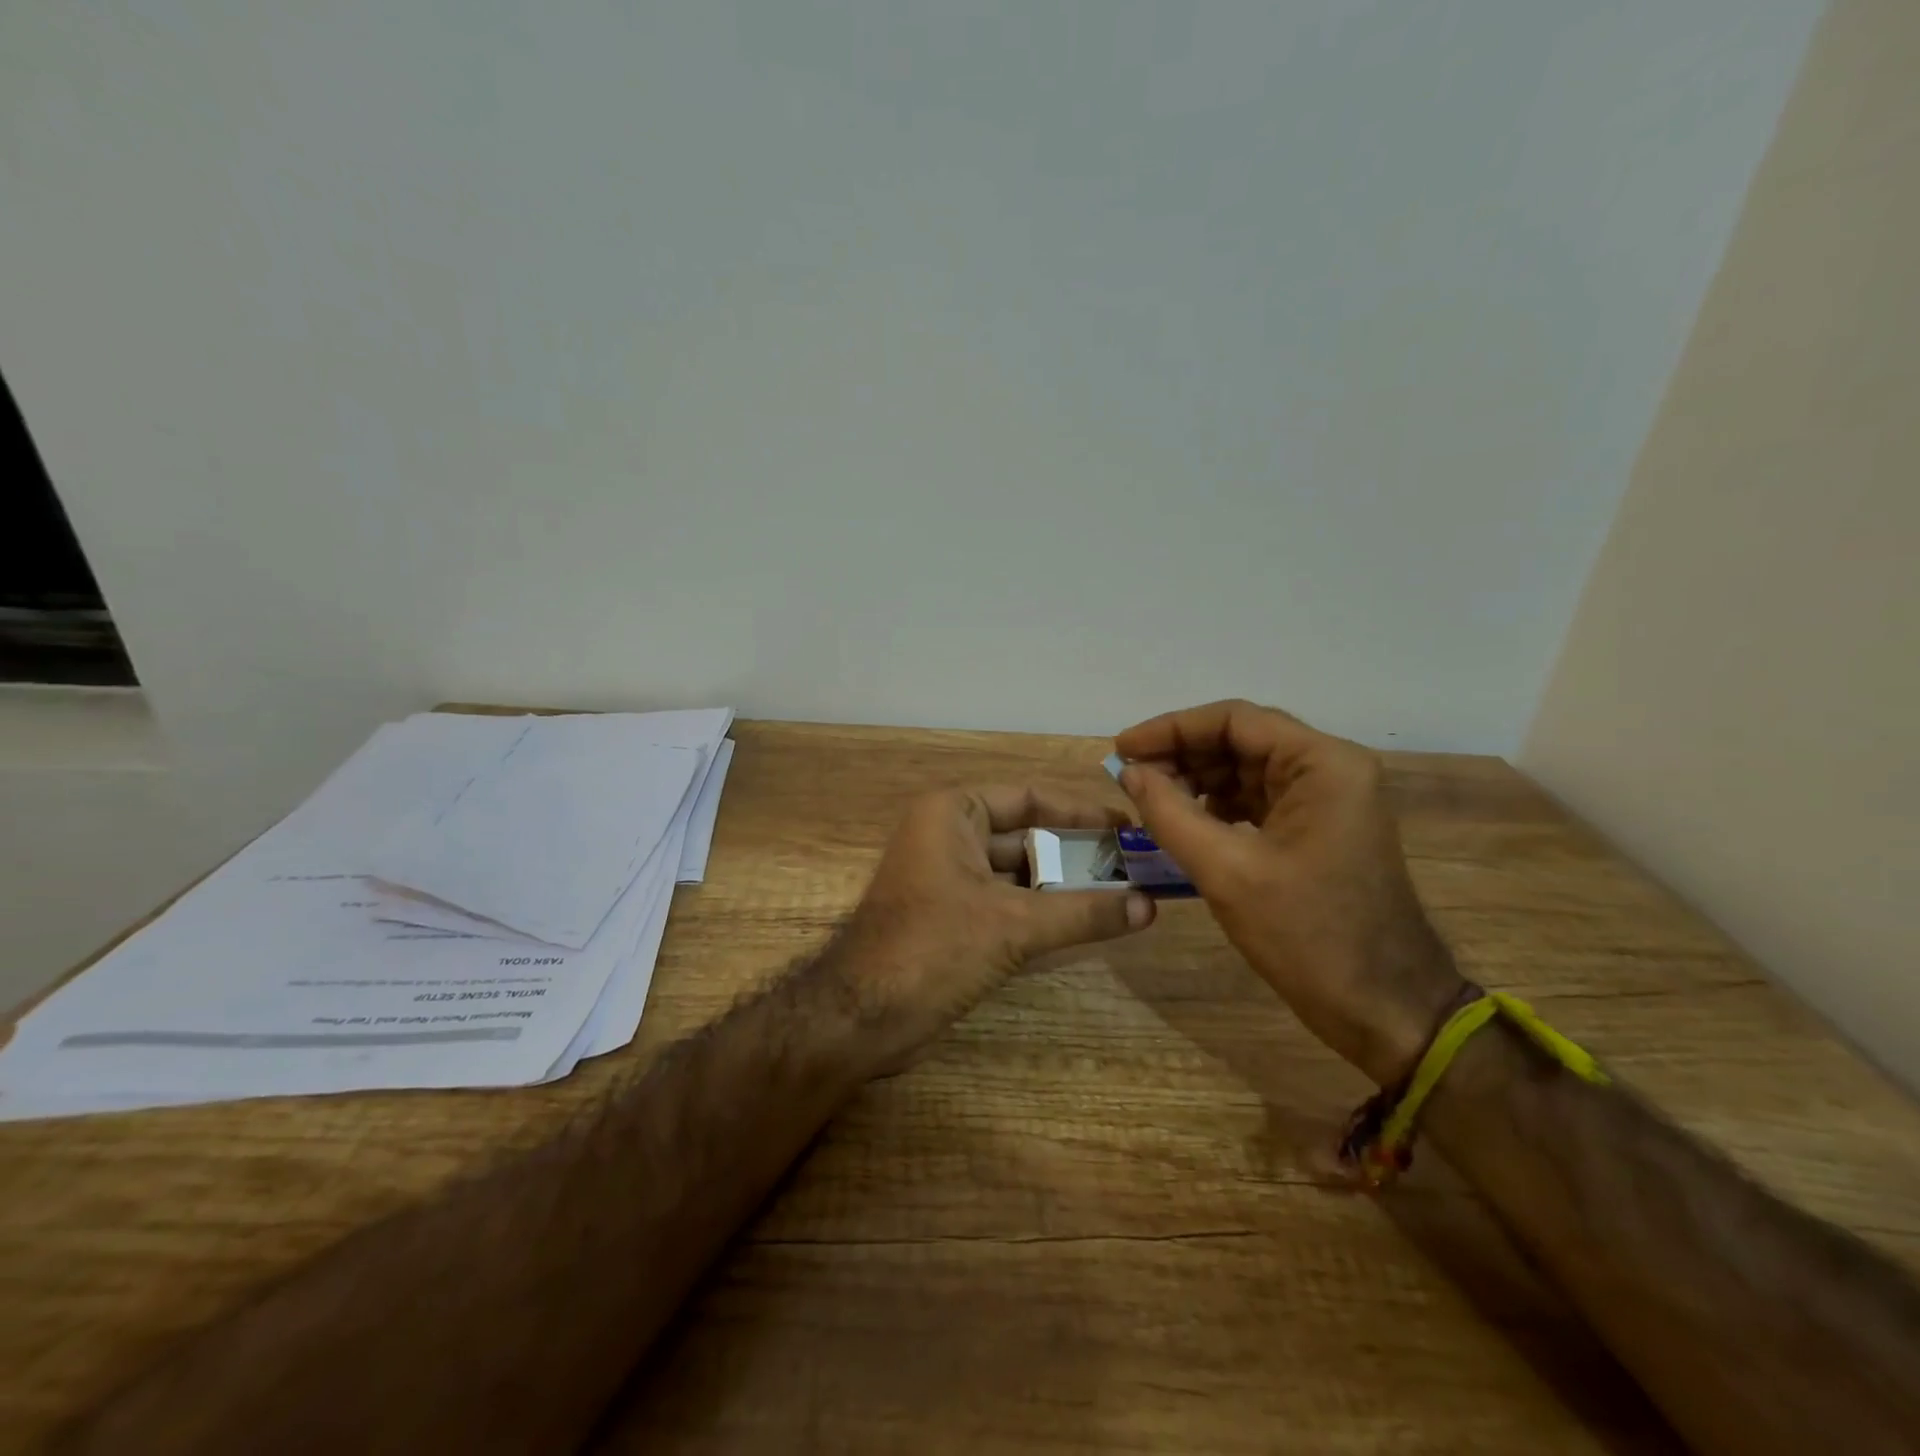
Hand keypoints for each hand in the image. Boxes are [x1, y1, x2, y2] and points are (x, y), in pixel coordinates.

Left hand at [837, 785, 1155, 1065]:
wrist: (860, 1017)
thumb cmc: (934, 947)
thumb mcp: (1015, 925)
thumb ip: (1084, 913)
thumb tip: (1150, 906)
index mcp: (953, 813)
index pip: (1029, 798)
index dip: (1080, 813)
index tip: (1126, 828)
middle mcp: (948, 835)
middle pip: (1027, 836)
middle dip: (1077, 854)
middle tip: (1135, 868)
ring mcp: (947, 878)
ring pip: (1018, 874)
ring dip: (1064, 887)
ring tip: (1123, 897)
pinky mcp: (950, 917)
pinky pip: (1006, 903)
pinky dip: (1042, 912)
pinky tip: (1085, 925)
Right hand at [1114, 700, 1466, 1085]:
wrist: (1384, 1010)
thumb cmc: (1308, 936)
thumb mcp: (1226, 871)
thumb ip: (1170, 813)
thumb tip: (1129, 773)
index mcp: (1323, 764)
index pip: (1234, 720)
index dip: (1171, 729)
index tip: (1122, 749)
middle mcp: (1331, 770)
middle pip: (1241, 741)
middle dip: (1181, 756)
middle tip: (1129, 778)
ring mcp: (1329, 801)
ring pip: (1246, 771)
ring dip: (1196, 781)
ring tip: (1148, 801)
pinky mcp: (1320, 831)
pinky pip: (1258, 801)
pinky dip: (1217, 806)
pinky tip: (1183, 823)